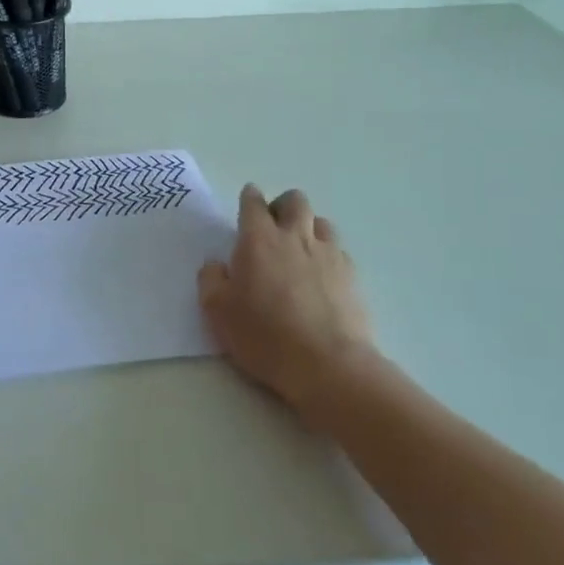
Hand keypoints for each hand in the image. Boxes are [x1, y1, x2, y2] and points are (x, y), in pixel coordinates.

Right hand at [198, 185, 376, 425]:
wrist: (327, 365)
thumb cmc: (264, 336)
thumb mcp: (217, 311)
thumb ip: (211, 279)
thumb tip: (216, 264)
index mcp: (258, 240)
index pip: (253, 203)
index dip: (249, 199)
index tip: (247, 203)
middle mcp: (295, 237)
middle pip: (294, 201)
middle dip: (282, 206)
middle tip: (272, 227)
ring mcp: (328, 254)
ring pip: (321, 221)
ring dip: (308, 227)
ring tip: (299, 250)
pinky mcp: (352, 276)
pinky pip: (339, 251)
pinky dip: (328, 255)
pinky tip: (321, 276)